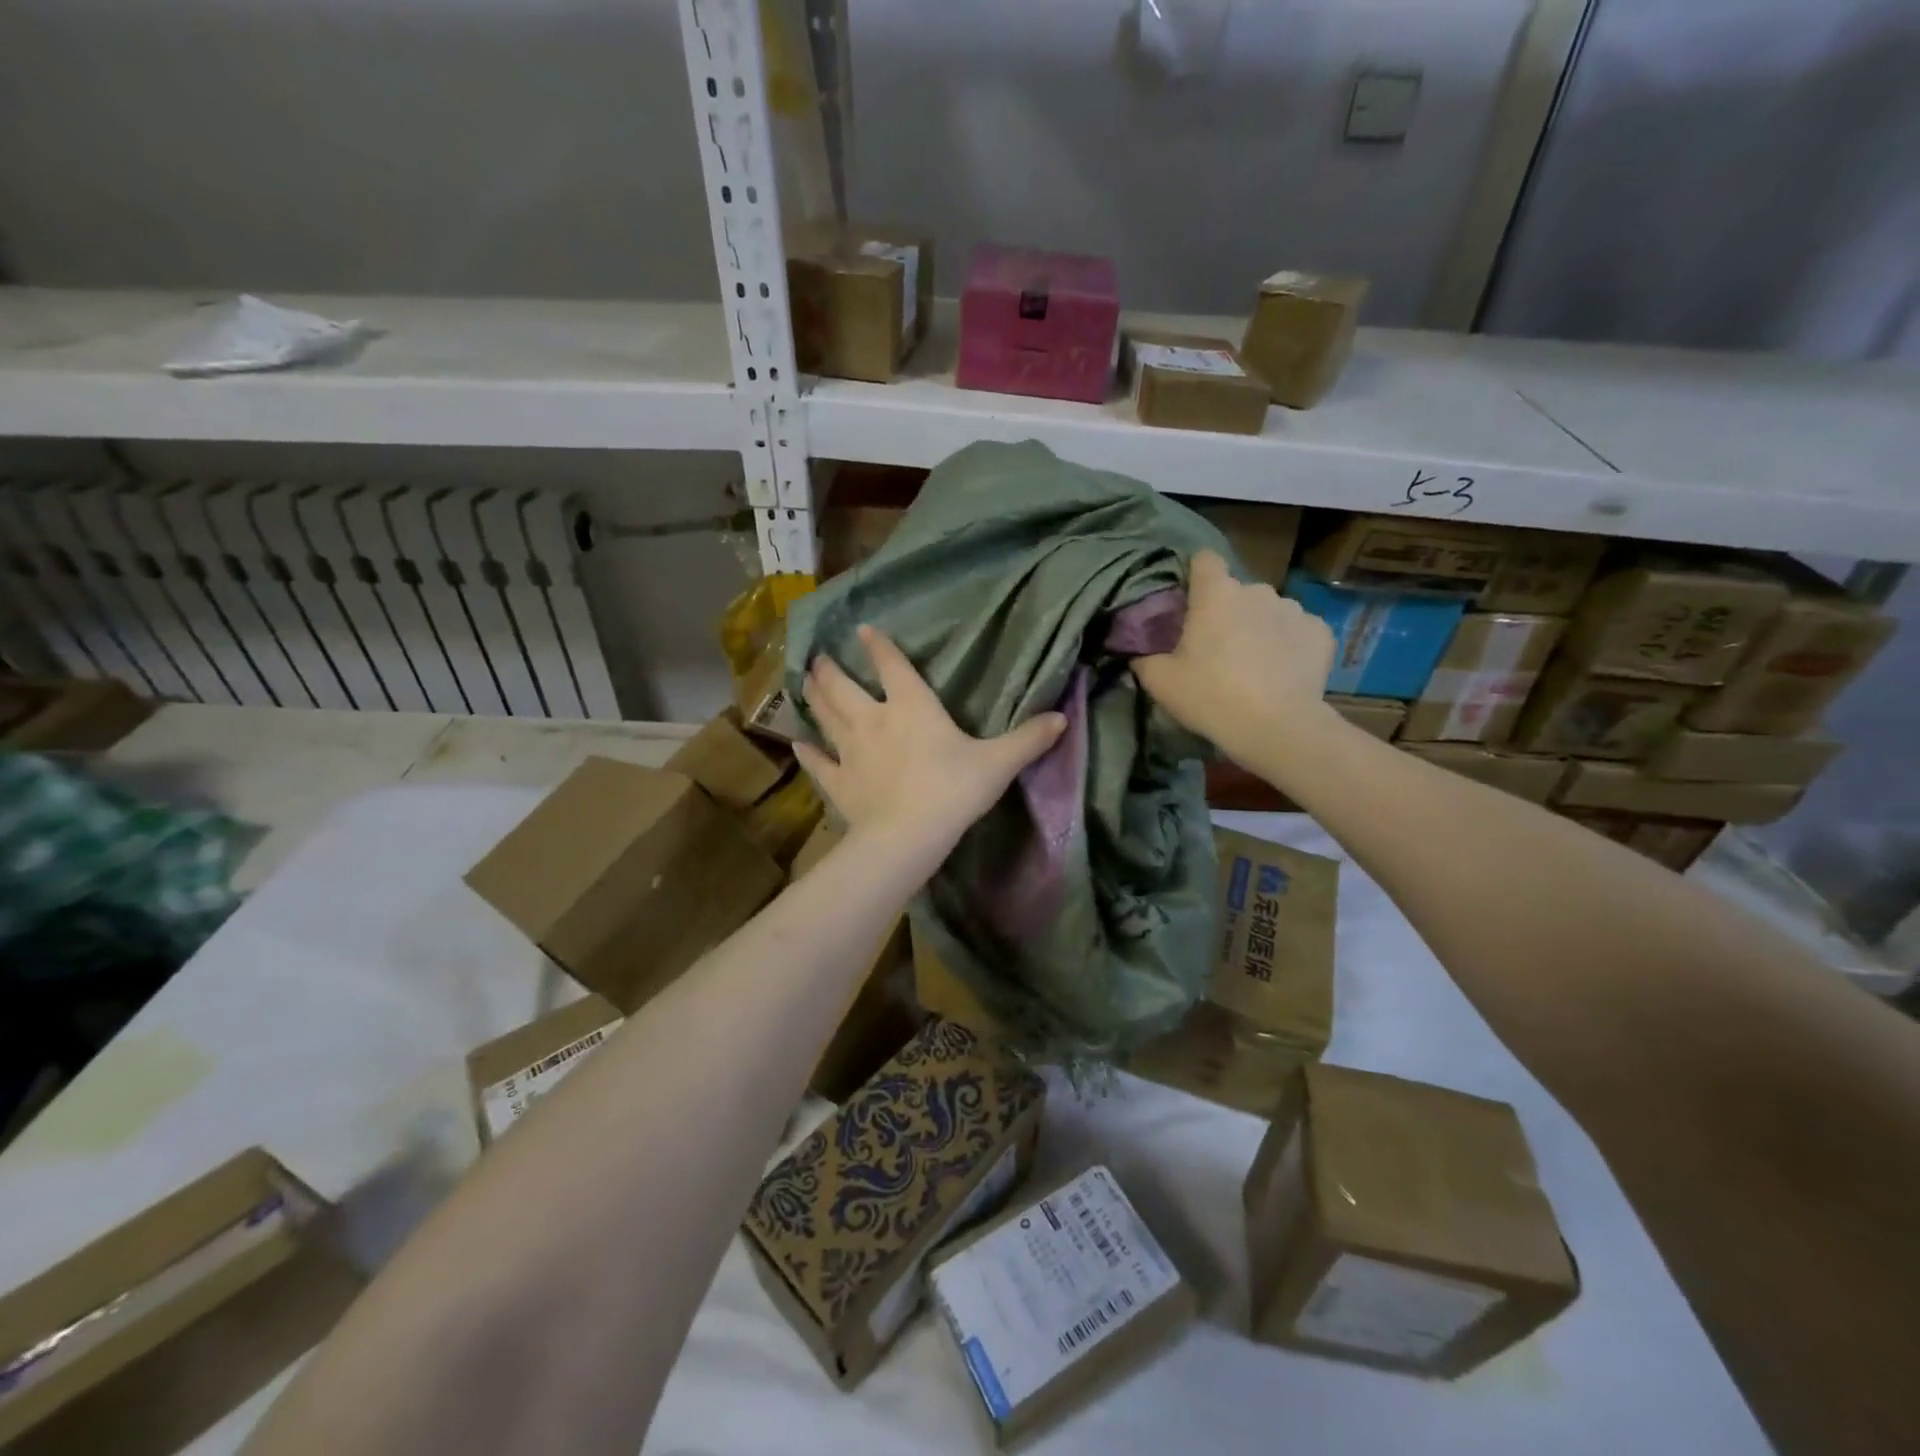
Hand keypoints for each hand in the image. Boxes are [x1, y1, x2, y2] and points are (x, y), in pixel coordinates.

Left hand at [796, 625, 1066, 872]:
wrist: (909, 835)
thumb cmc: (954, 790)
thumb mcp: (998, 763)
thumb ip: (1028, 739)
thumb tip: (1062, 718)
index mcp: (911, 707)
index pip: (892, 666)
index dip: (880, 646)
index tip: (864, 630)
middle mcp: (874, 720)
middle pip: (844, 688)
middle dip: (831, 671)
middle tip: (819, 659)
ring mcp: (850, 751)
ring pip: (826, 717)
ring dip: (814, 699)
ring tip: (805, 682)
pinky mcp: (839, 783)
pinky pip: (819, 764)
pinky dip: (808, 753)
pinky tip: (798, 744)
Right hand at [1132, 549, 1336, 763]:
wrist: (1277, 728)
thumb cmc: (1210, 696)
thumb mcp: (1161, 682)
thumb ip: (1144, 659)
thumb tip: (1140, 654)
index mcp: (1216, 594)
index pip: (1204, 560)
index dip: (1196, 576)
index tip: (1190, 601)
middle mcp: (1257, 591)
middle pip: (1237, 592)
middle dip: (1228, 612)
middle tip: (1217, 649)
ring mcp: (1294, 609)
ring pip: (1269, 610)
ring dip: (1259, 627)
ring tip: (1253, 664)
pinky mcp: (1321, 633)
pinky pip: (1297, 631)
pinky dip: (1288, 645)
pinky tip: (1282, 673)